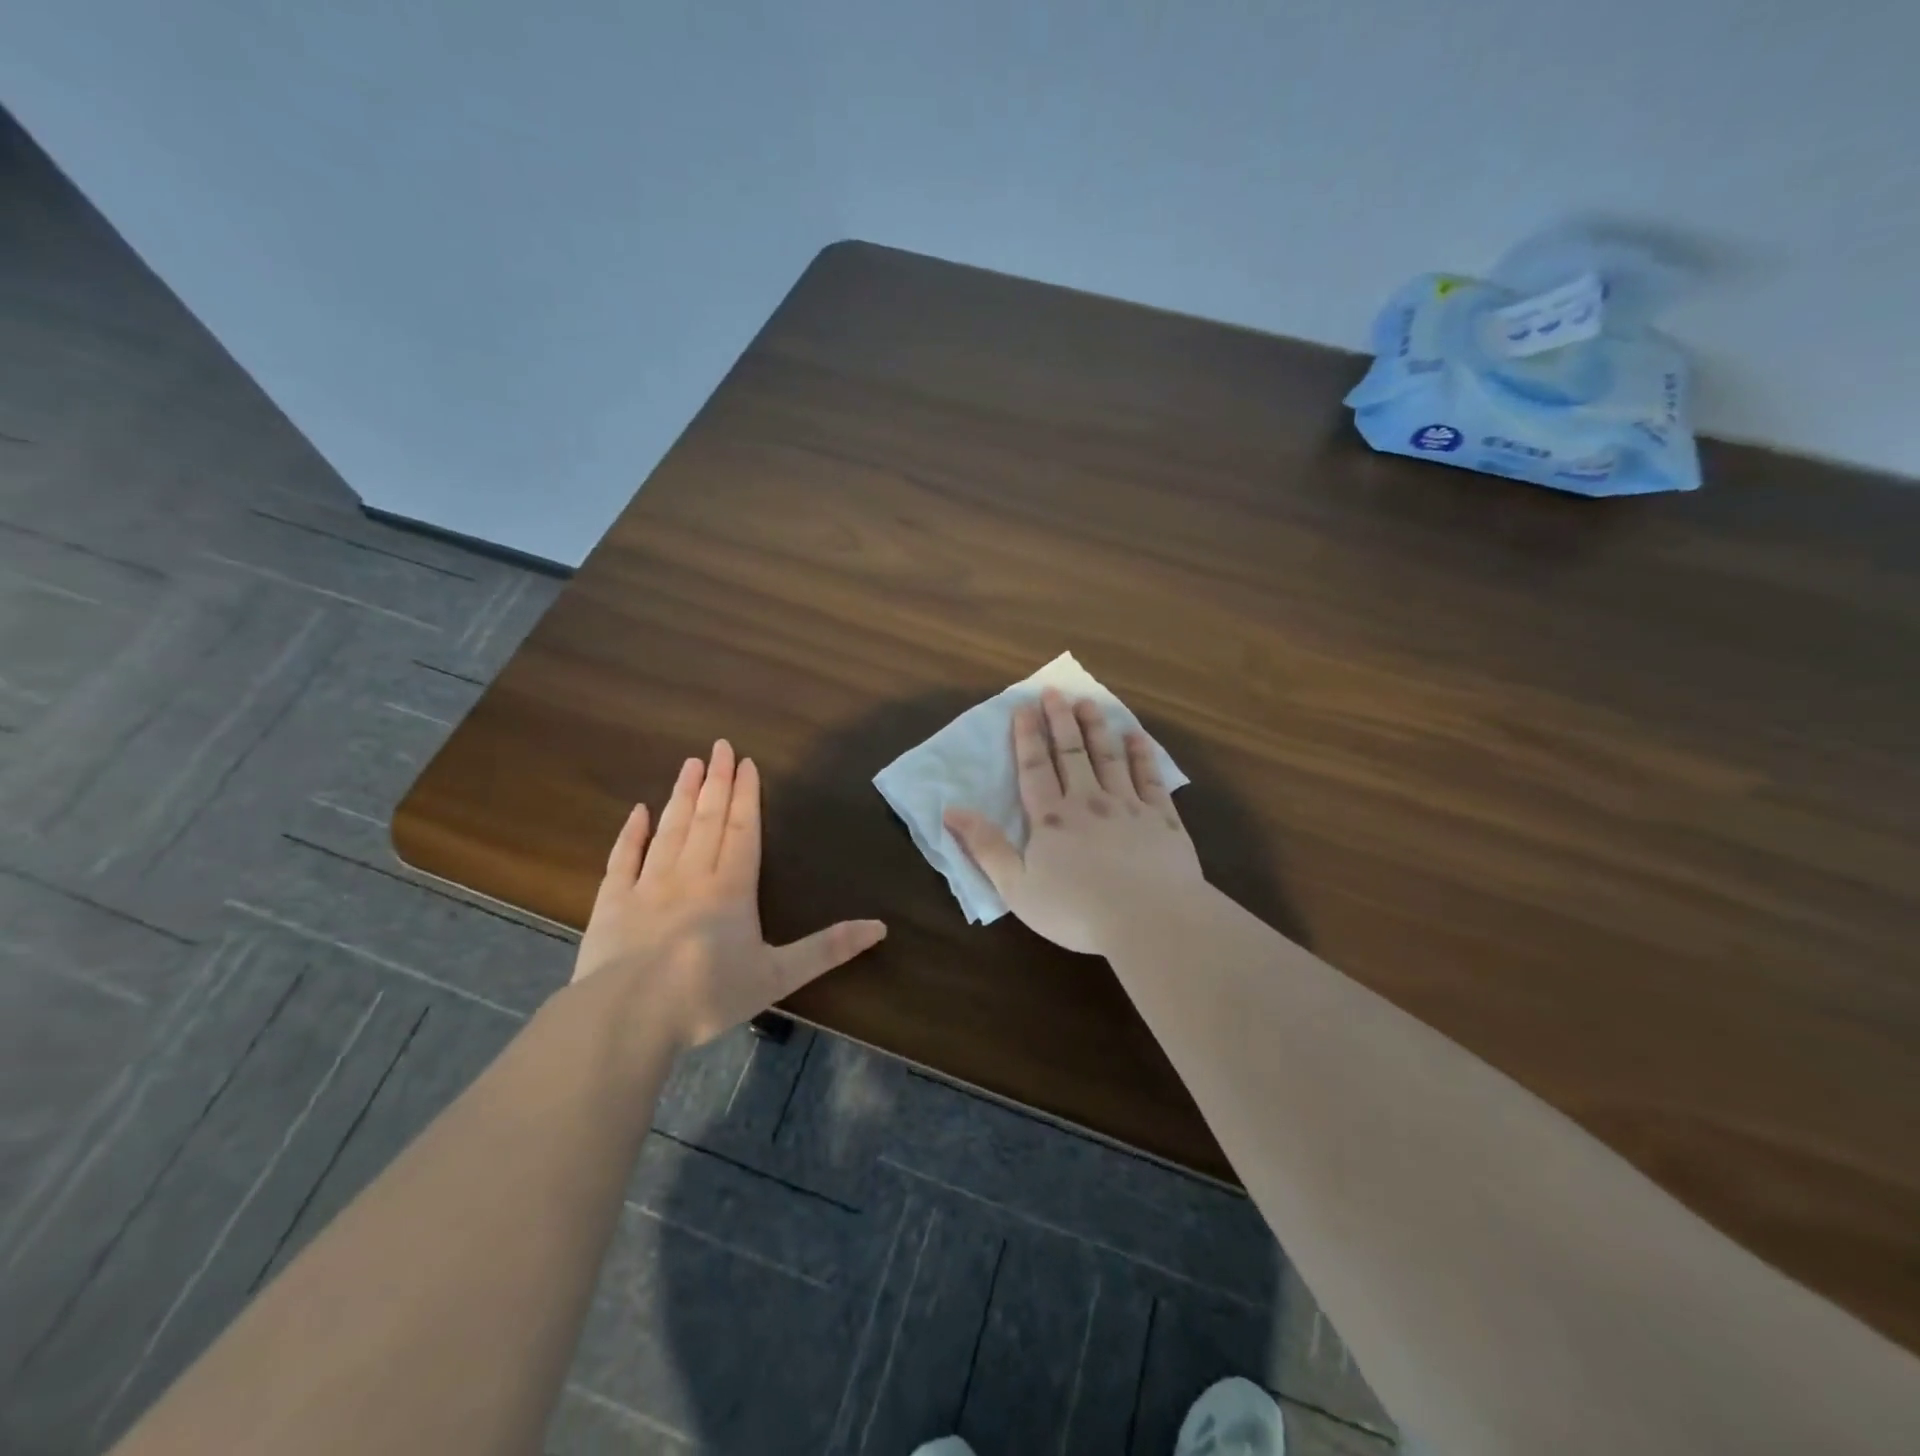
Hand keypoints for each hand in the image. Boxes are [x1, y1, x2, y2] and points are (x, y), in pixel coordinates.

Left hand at [573, 740, 885, 1048]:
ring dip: (682, 796)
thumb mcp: (779, 976)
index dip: (746, 796)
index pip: (742, 830)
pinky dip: (631, 833)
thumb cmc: (708, 995)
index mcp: (731, 888)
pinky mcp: (612, 903)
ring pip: (669, 830)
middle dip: (716, 782)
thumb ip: (827, 949)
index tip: (746, 763)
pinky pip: (623, 858)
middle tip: (719, 747)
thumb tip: (880, 927)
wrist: (627, 1018)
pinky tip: (638, 811)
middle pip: (707, 820)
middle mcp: (691, 876)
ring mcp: (647, 885)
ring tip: (689, 764)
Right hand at [944, 688, 1202, 954]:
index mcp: (1051, 819)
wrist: (1150, 921)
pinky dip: (1142, 755)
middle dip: (1060, 720)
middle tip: (1055, 692)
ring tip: (1088, 703)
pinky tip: (1137, 737)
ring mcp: (1129, 807)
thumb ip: (986, 846)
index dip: (1027, 737)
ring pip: (1109, 757)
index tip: (1024, 707)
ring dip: (1097, 728)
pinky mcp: (1162, 819)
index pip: (1035, 768)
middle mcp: (1089, 802)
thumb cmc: (1076, 910)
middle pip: (1071, 753)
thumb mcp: (1016, 887)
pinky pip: (1150, 778)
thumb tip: (951, 810)